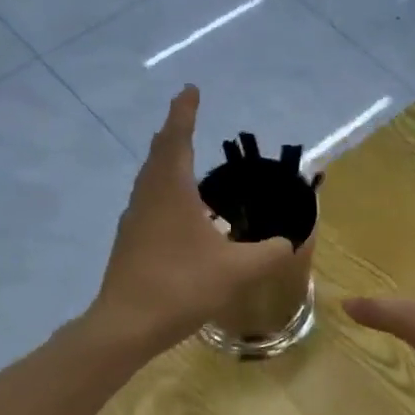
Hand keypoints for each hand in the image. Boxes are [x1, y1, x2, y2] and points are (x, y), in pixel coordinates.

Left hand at [90, 86, 292, 354]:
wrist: (126, 325)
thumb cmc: (181, 285)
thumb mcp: (236, 270)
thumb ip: (268, 254)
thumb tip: (289, 242)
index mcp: (171, 190)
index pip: (177, 138)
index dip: (184, 112)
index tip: (190, 90)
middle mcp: (148, 196)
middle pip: (158, 154)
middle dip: (173, 133)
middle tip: (186, 118)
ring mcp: (134, 219)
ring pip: (149, 178)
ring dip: (165, 162)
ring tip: (183, 160)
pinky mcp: (128, 242)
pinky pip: (148, 202)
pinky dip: (163, 191)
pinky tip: (179, 212)